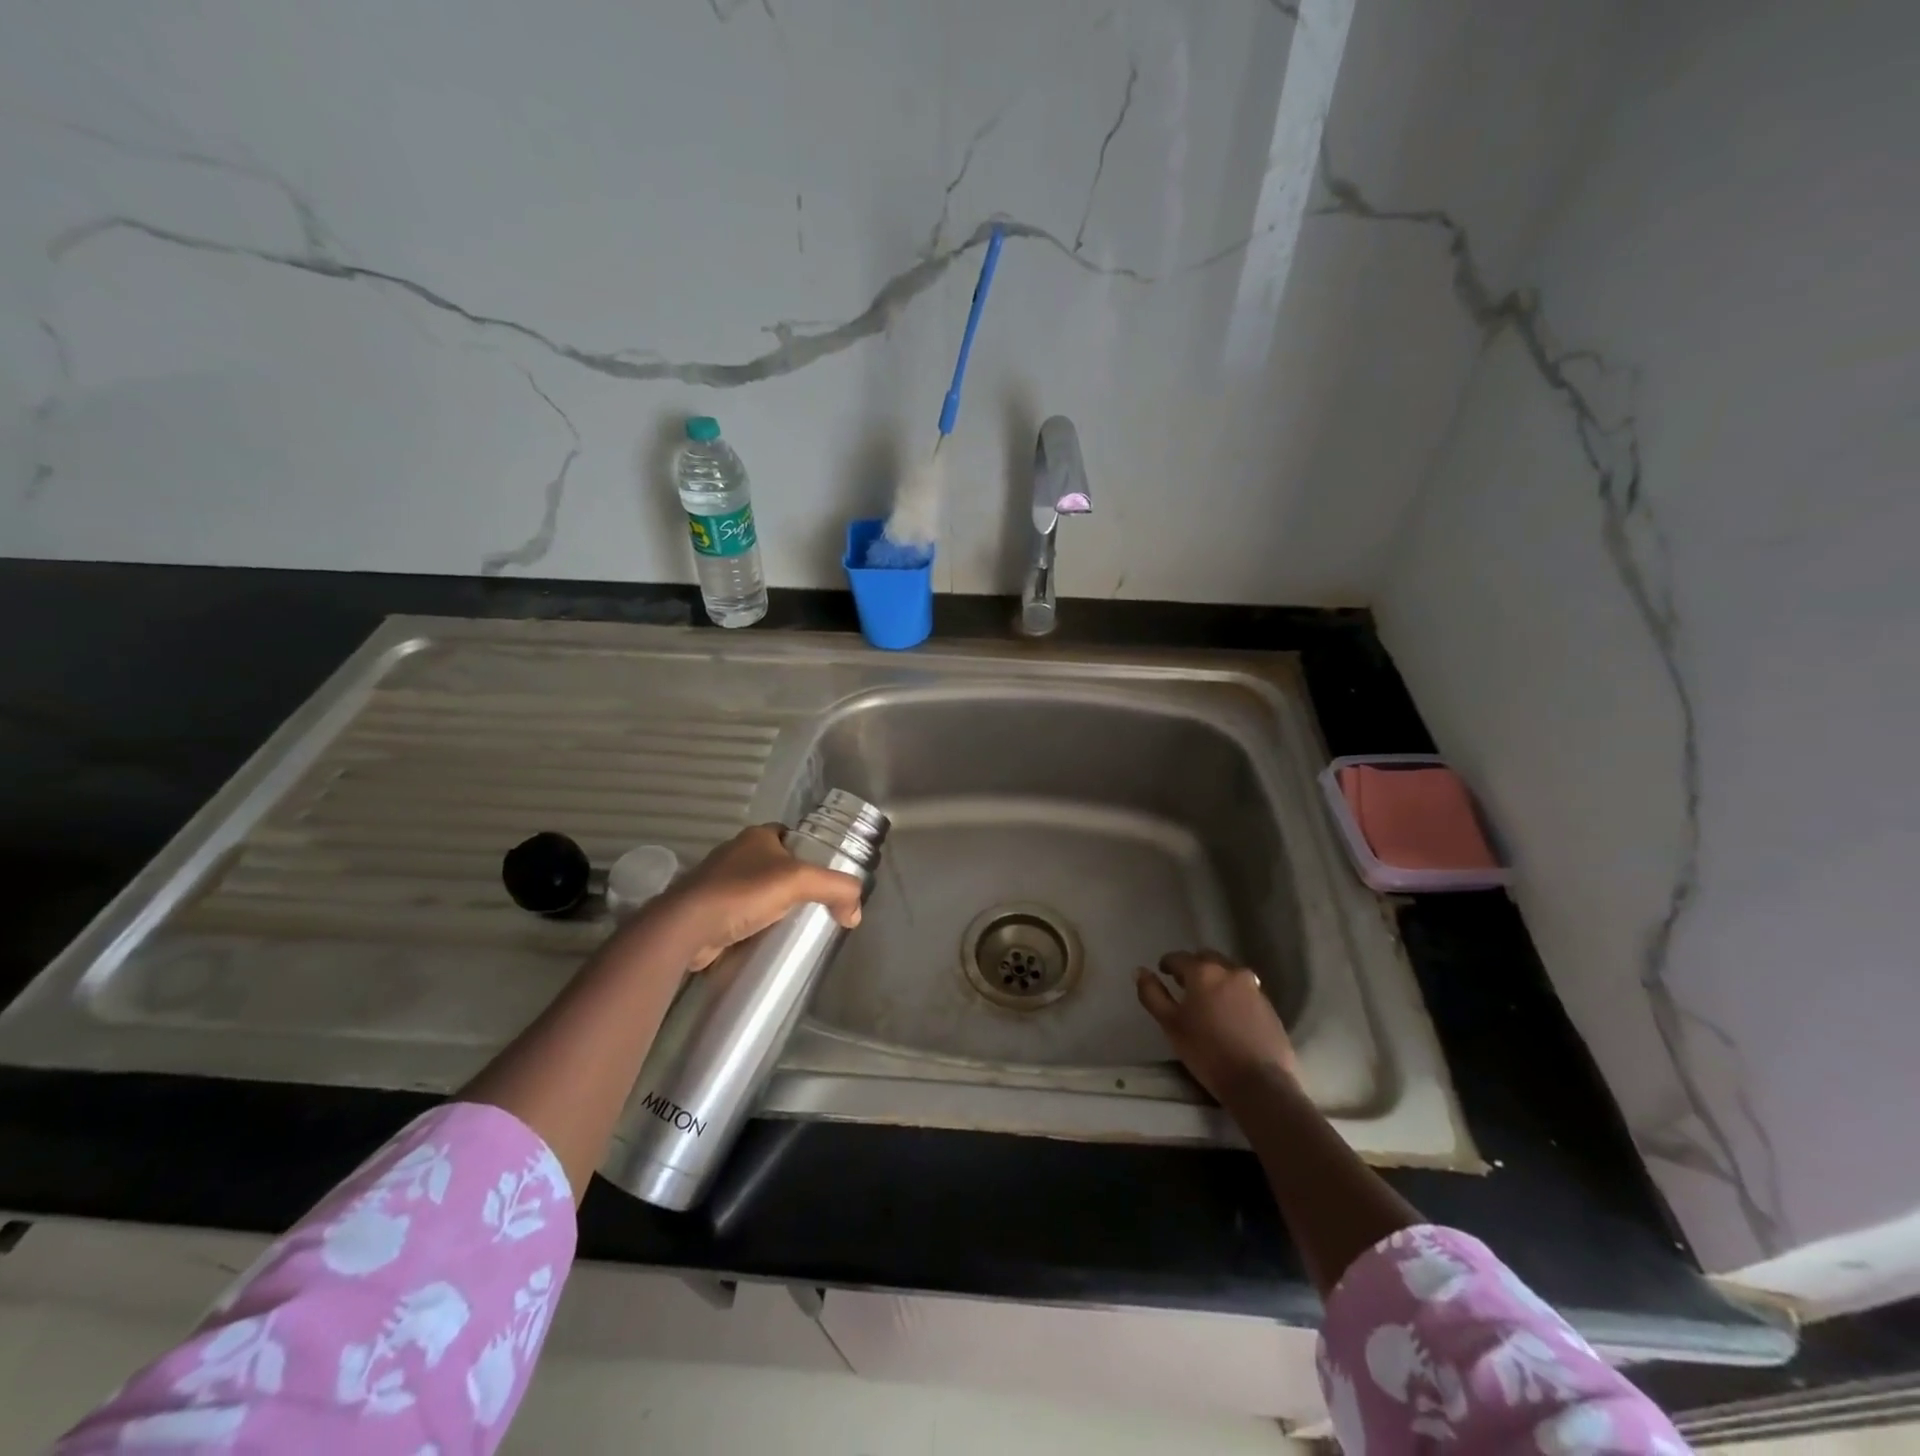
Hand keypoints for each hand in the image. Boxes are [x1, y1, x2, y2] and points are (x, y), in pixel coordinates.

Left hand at [655, 824, 863, 969]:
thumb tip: (855, 913)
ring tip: (796, 926)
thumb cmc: (743, 892)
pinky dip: (756, 924)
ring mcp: (719, 881)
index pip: (793, 837)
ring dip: (775, 906)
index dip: (812, 854)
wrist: (687, 927)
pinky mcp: (709, 909)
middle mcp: (737, 853)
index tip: (826, 878)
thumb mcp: (800, 882)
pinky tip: (768, 939)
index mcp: (757, 836)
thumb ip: (837, 889)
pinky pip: (742, 913)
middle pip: (778, 865)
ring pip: (759, 891)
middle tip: (817, 907)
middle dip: (795, 885)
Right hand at [1135, 950, 1297, 1104]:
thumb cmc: (1207, 1052)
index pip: (1179, 957)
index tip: (1162, 973)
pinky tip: (1228, 1013)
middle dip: (1193, 967)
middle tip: (1184, 985)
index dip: (1167, 964)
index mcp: (1203, 972)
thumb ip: (1152, 994)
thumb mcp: (1170, 1024)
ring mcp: (1253, 986)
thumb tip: (1140, 971)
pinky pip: (1244, 988)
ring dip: (1215, 978)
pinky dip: (1232, 993)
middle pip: (1206, 958)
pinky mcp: (1268, 1004)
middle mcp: (1230, 971)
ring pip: (1227, 972)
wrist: (1260, 1082)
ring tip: (1207, 1000)